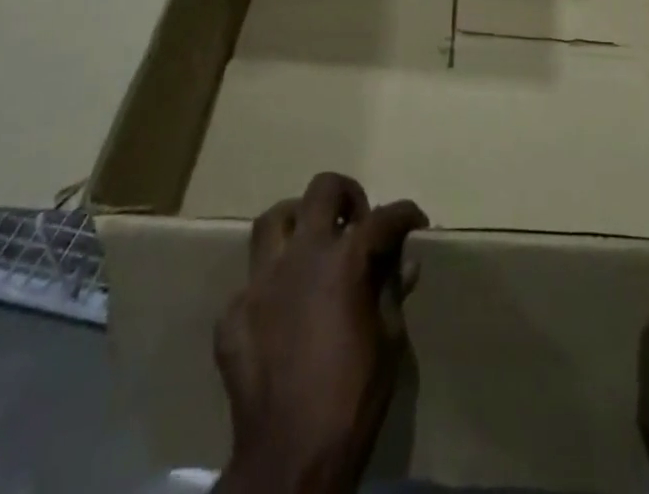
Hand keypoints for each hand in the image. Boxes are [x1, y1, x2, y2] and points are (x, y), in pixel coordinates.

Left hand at [214, 173, 428, 493]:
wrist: (289, 460)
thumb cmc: (352, 399)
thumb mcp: (388, 342)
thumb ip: (392, 292)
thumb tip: (405, 263)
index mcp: (344, 260)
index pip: (383, 218)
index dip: (405, 214)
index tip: (415, 221)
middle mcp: (301, 254)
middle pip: (321, 190)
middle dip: (346, 194)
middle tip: (356, 217)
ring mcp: (260, 281)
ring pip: (273, 220)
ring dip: (296, 222)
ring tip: (311, 242)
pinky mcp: (233, 313)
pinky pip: (252, 281)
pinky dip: (271, 285)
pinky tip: (281, 310)